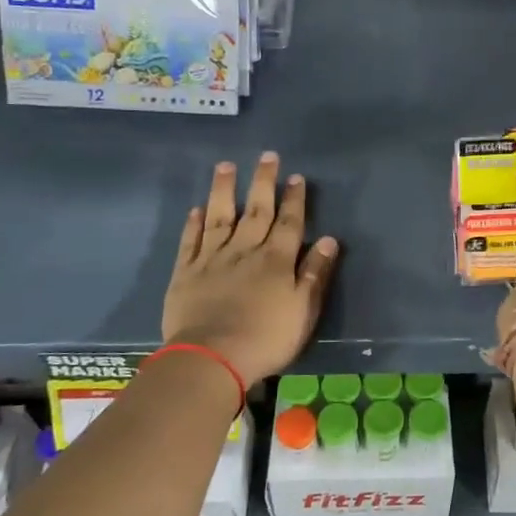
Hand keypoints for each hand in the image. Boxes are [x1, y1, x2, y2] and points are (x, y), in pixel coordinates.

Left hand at [162, 153, 339, 382]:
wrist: (212, 358)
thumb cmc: (266, 338)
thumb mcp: (303, 310)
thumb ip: (315, 273)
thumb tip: (329, 239)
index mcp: (276, 260)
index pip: (289, 222)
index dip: (294, 199)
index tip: (296, 177)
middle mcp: (245, 250)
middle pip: (256, 210)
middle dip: (263, 182)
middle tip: (267, 157)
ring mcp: (212, 259)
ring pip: (220, 217)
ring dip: (223, 190)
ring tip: (225, 166)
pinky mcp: (186, 272)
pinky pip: (190, 241)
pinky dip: (193, 224)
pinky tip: (196, 209)